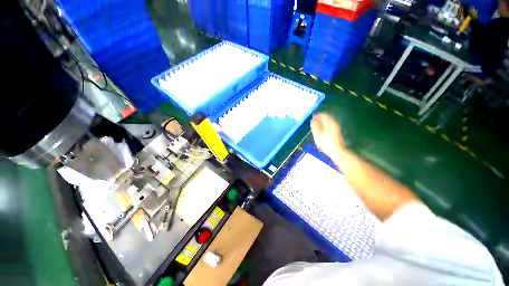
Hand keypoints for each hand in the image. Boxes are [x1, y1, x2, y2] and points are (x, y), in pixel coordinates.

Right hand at [311, 113, 345, 159]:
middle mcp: (335, 124)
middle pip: (327, 118)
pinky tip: (322, 131)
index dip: (317, 115)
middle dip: (320, 118)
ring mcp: (337, 128)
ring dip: (323, 122)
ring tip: (317, 126)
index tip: (313, 117)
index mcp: (330, 123)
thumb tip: (313, 120)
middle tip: (314, 121)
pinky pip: (331, 126)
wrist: (338, 151)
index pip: (323, 115)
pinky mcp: (338, 133)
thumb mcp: (317, 135)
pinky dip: (326, 126)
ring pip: (329, 122)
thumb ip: (315, 126)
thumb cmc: (326, 143)